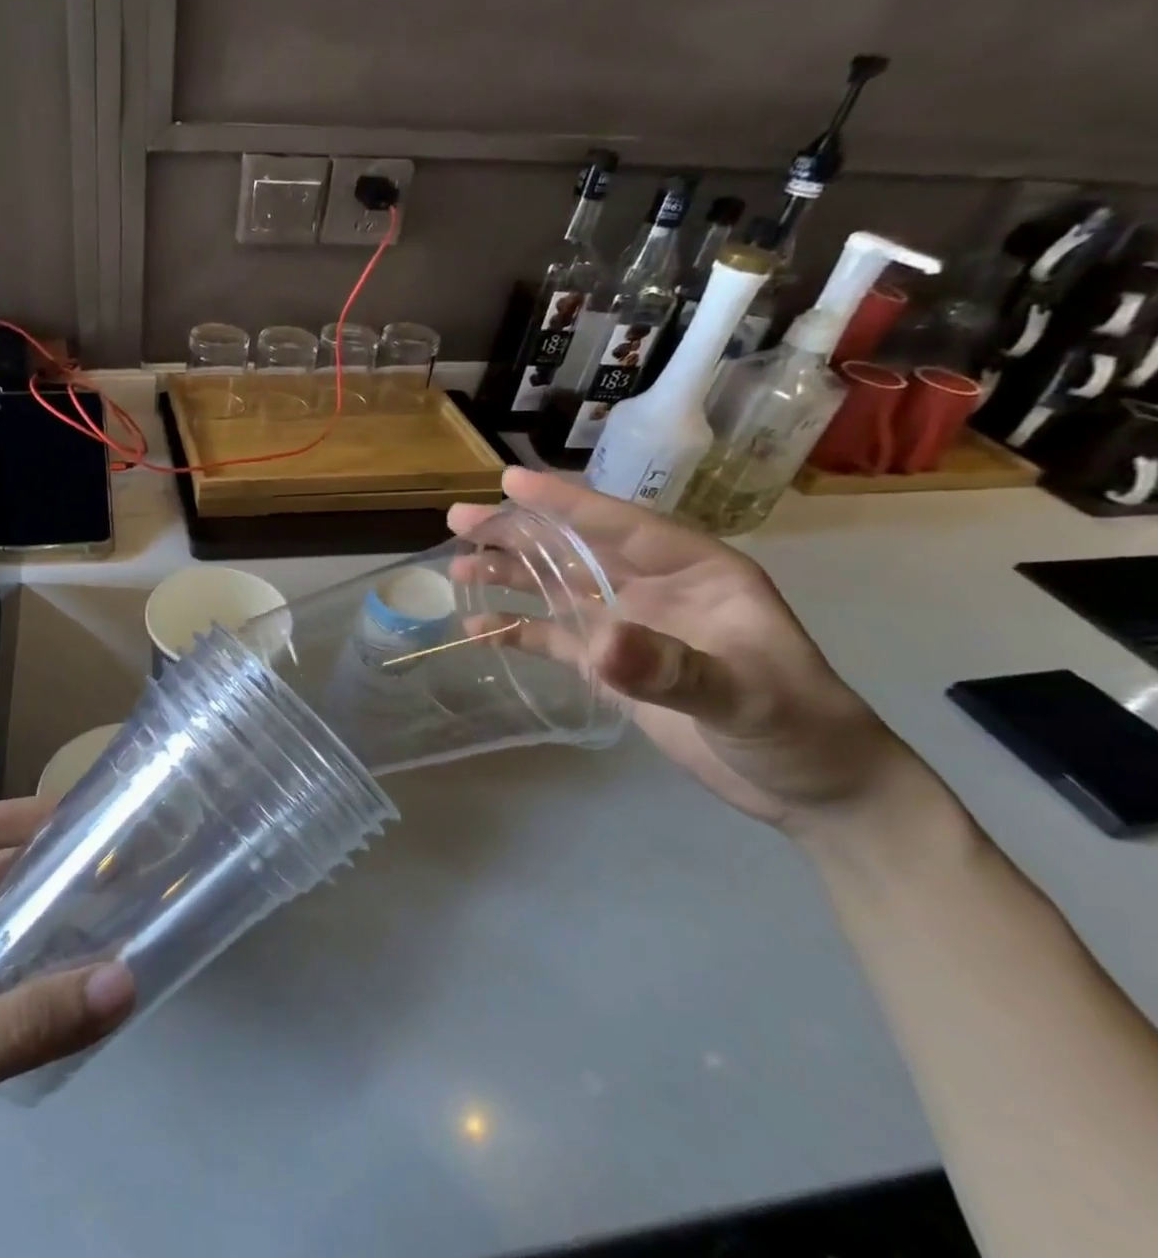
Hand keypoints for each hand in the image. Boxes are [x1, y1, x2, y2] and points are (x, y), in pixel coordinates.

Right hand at [450, 468, 910, 829]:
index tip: (511, 481)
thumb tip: (599, 644)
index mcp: (695, 570)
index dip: (565, 502)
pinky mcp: (611, 665)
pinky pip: (554, 638)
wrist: (813, 789)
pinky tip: (479, 626)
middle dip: (518, 533)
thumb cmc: (800, 727)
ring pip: (556, 587)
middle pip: (575, 549)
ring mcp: (629, 625)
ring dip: (509, 575)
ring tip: (457, 566)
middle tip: (460, 518)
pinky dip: (516, 630)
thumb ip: (672, 668)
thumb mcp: (745, 696)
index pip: (621, 525)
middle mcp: (654, 587)